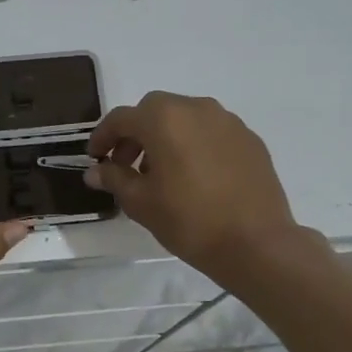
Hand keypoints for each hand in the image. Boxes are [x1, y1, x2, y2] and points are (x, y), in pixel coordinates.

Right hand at [86, 92, 302, 281]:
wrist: (256, 243)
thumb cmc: (189, 221)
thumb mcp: (141, 203)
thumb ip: (114, 179)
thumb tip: (96, 171)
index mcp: (164, 119)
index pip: (121, 118)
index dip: (103, 137)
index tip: (95, 158)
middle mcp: (196, 109)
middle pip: (155, 110)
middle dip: (136, 133)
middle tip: (127, 164)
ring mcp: (228, 121)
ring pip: (186, 118)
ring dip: (166, 136)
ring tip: (163, 173)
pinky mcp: (249, 139)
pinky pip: (212, 132)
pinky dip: (195, 144)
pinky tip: (196, 177)